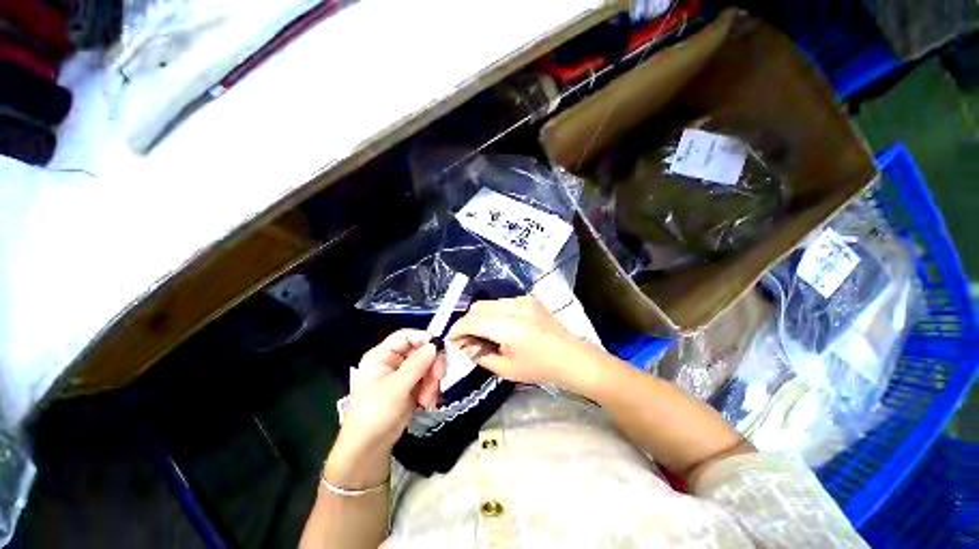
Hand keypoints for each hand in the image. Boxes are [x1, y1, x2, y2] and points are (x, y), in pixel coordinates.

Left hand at [326, 330, 444, 487]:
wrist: (368, 449)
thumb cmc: (374, 414)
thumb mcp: (395, 388)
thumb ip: (416, 364)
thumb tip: (435, 344)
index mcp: (381, 356)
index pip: (405, 336)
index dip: (423, 338)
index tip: (440, 348)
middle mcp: (393, 360)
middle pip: (421, 350)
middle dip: (432, 365)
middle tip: (438, 379)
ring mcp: (403, 373)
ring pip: (428, 365)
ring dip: (432, 381)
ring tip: (428, 399)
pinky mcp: (412, 386)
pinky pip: (428, 378)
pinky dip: (431, 389)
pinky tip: (428, 403)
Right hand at [447, 296, 604, 389]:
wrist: (571, 357)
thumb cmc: (539, 368)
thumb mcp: (505, 368)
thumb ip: (479, 354)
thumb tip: (463, 344)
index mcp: (509, 328)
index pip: (472, 321)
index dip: (457, 329)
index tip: (452, 340)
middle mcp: (515, 307)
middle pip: (477, 307)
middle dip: (467, 322)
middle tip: (468, 339)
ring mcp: (523, 300)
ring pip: (489, 303)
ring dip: (480, 317)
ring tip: (484, 334)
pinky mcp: (529, 299)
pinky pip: (502, 302)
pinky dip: (494, 313)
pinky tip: (500, 327)